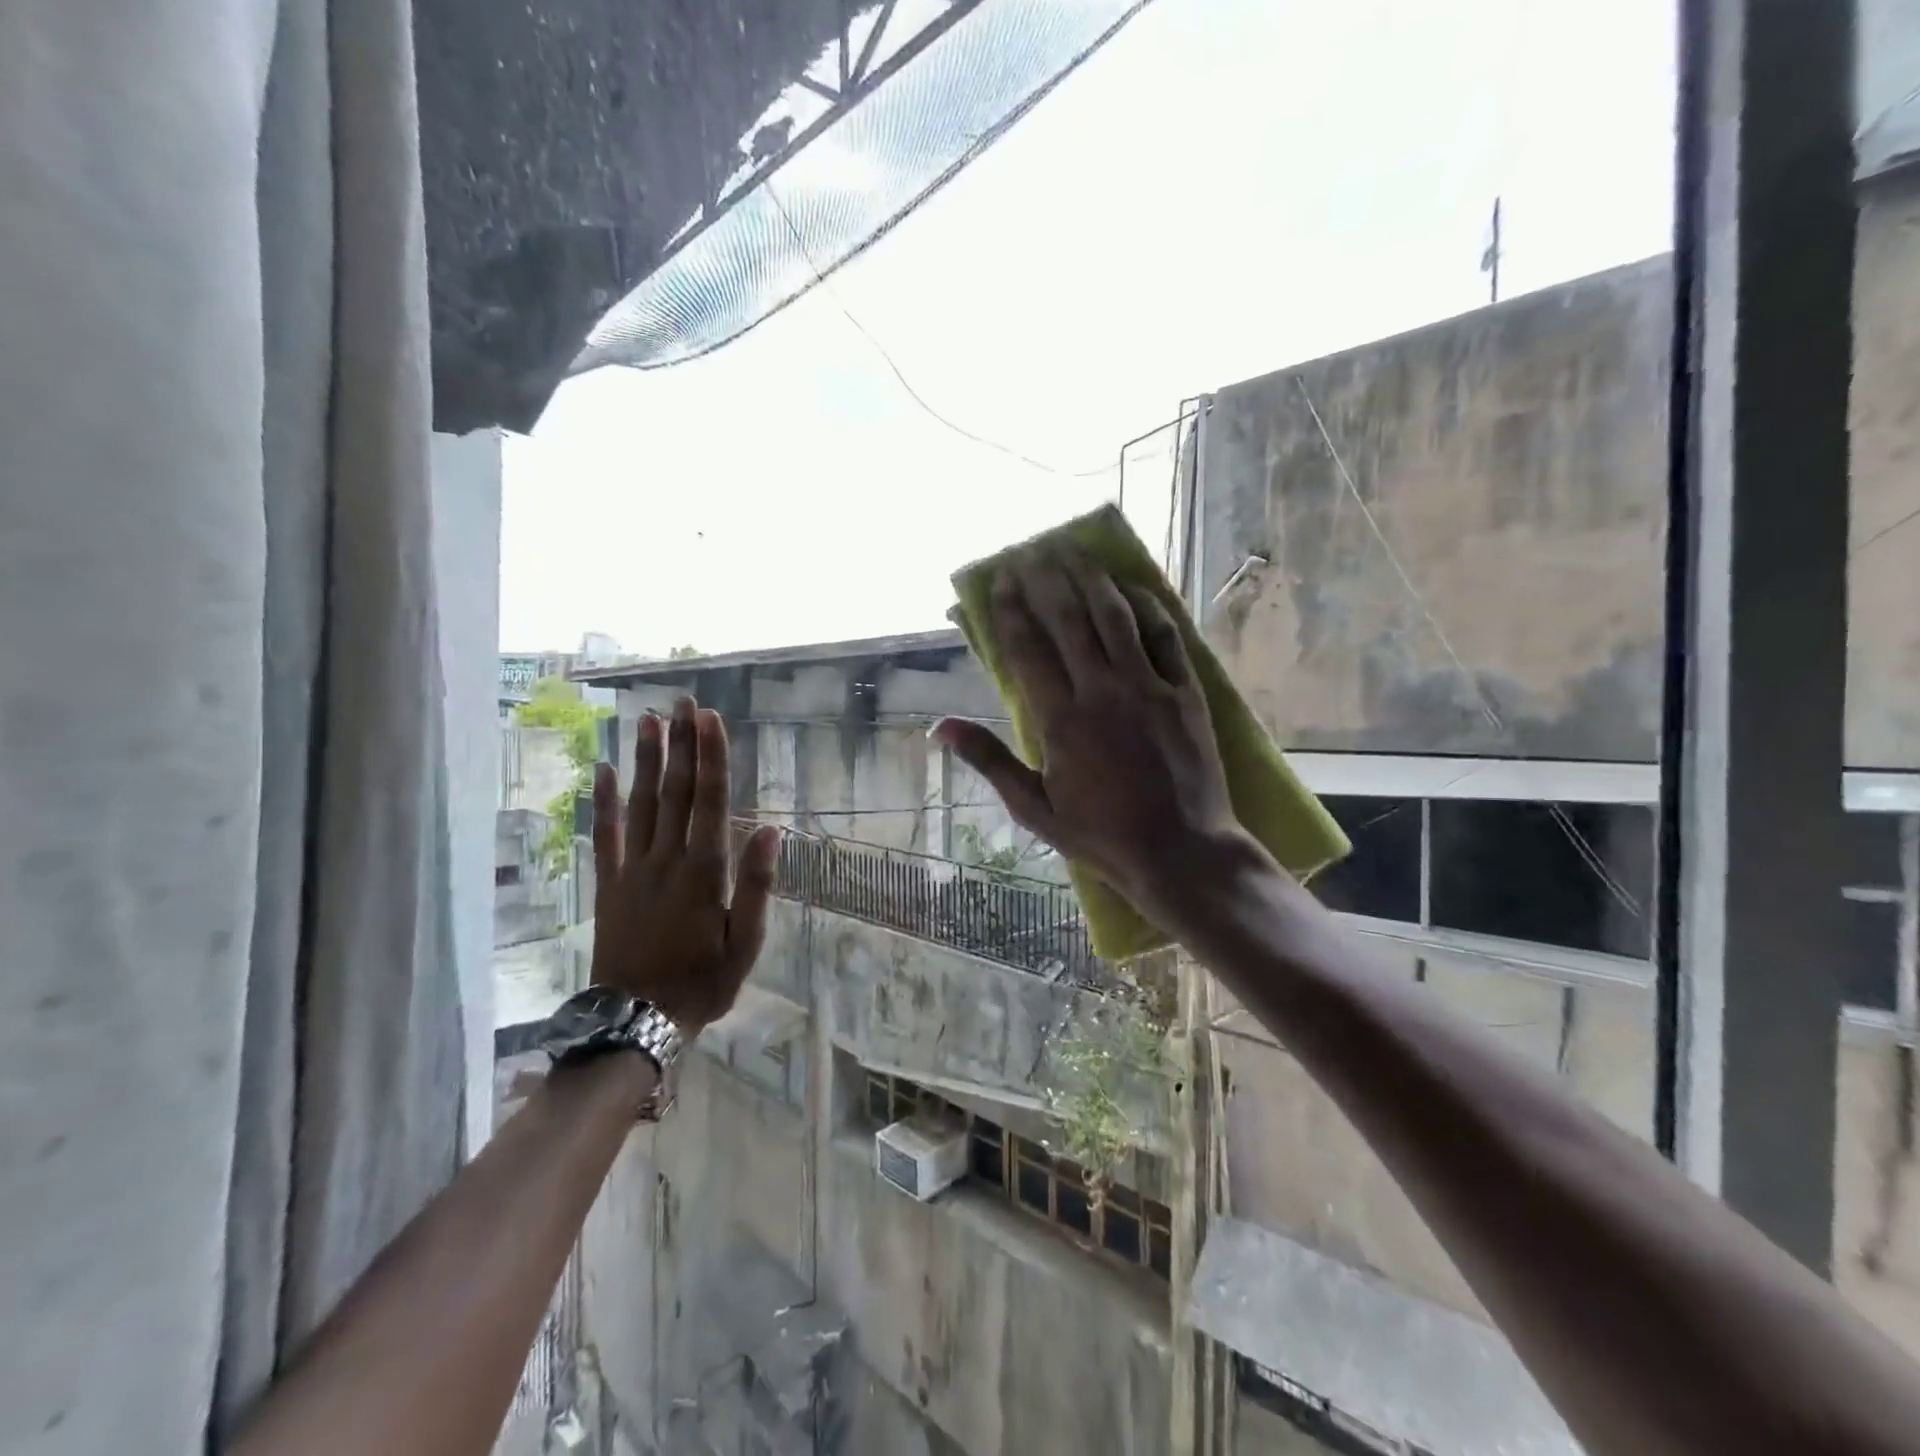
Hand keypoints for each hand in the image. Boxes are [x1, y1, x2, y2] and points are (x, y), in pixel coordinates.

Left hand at [590, 696, 780, 1034]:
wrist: (636, 1021)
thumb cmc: (703, 983)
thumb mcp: (745, 943)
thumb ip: (757, 884)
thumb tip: (770, 829)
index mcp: (704, 872)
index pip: (709, 801)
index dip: (710, 757)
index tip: (709, 719)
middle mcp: (666, 859)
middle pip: (674, 792)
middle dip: (680, 744)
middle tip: (682, 702)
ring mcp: (632, 870)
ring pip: (640, 804)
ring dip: (645, 760)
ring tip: (647, 720)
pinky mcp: (609, 884)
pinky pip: (605, 836)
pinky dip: (604, 802)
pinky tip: (603, 771)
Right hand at [934, 546, 1268, 937]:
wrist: (1181, 852)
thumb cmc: (1101, 836)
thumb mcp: (1033, 808)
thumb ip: (990, 761)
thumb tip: (940, 727)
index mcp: (1060, 720)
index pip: (1027, 648)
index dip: (1011, 610)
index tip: (1001, 580)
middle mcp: (1101, 691)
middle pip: (1069, 619)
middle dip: (1047, 580)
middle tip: (1034, 551)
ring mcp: (1148, 687)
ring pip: (1115, 617)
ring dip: (1092, 580)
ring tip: (1075, 553)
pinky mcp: (1185, 691)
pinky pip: (1165, 635)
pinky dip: (1146, 607)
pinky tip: (1131, 587)